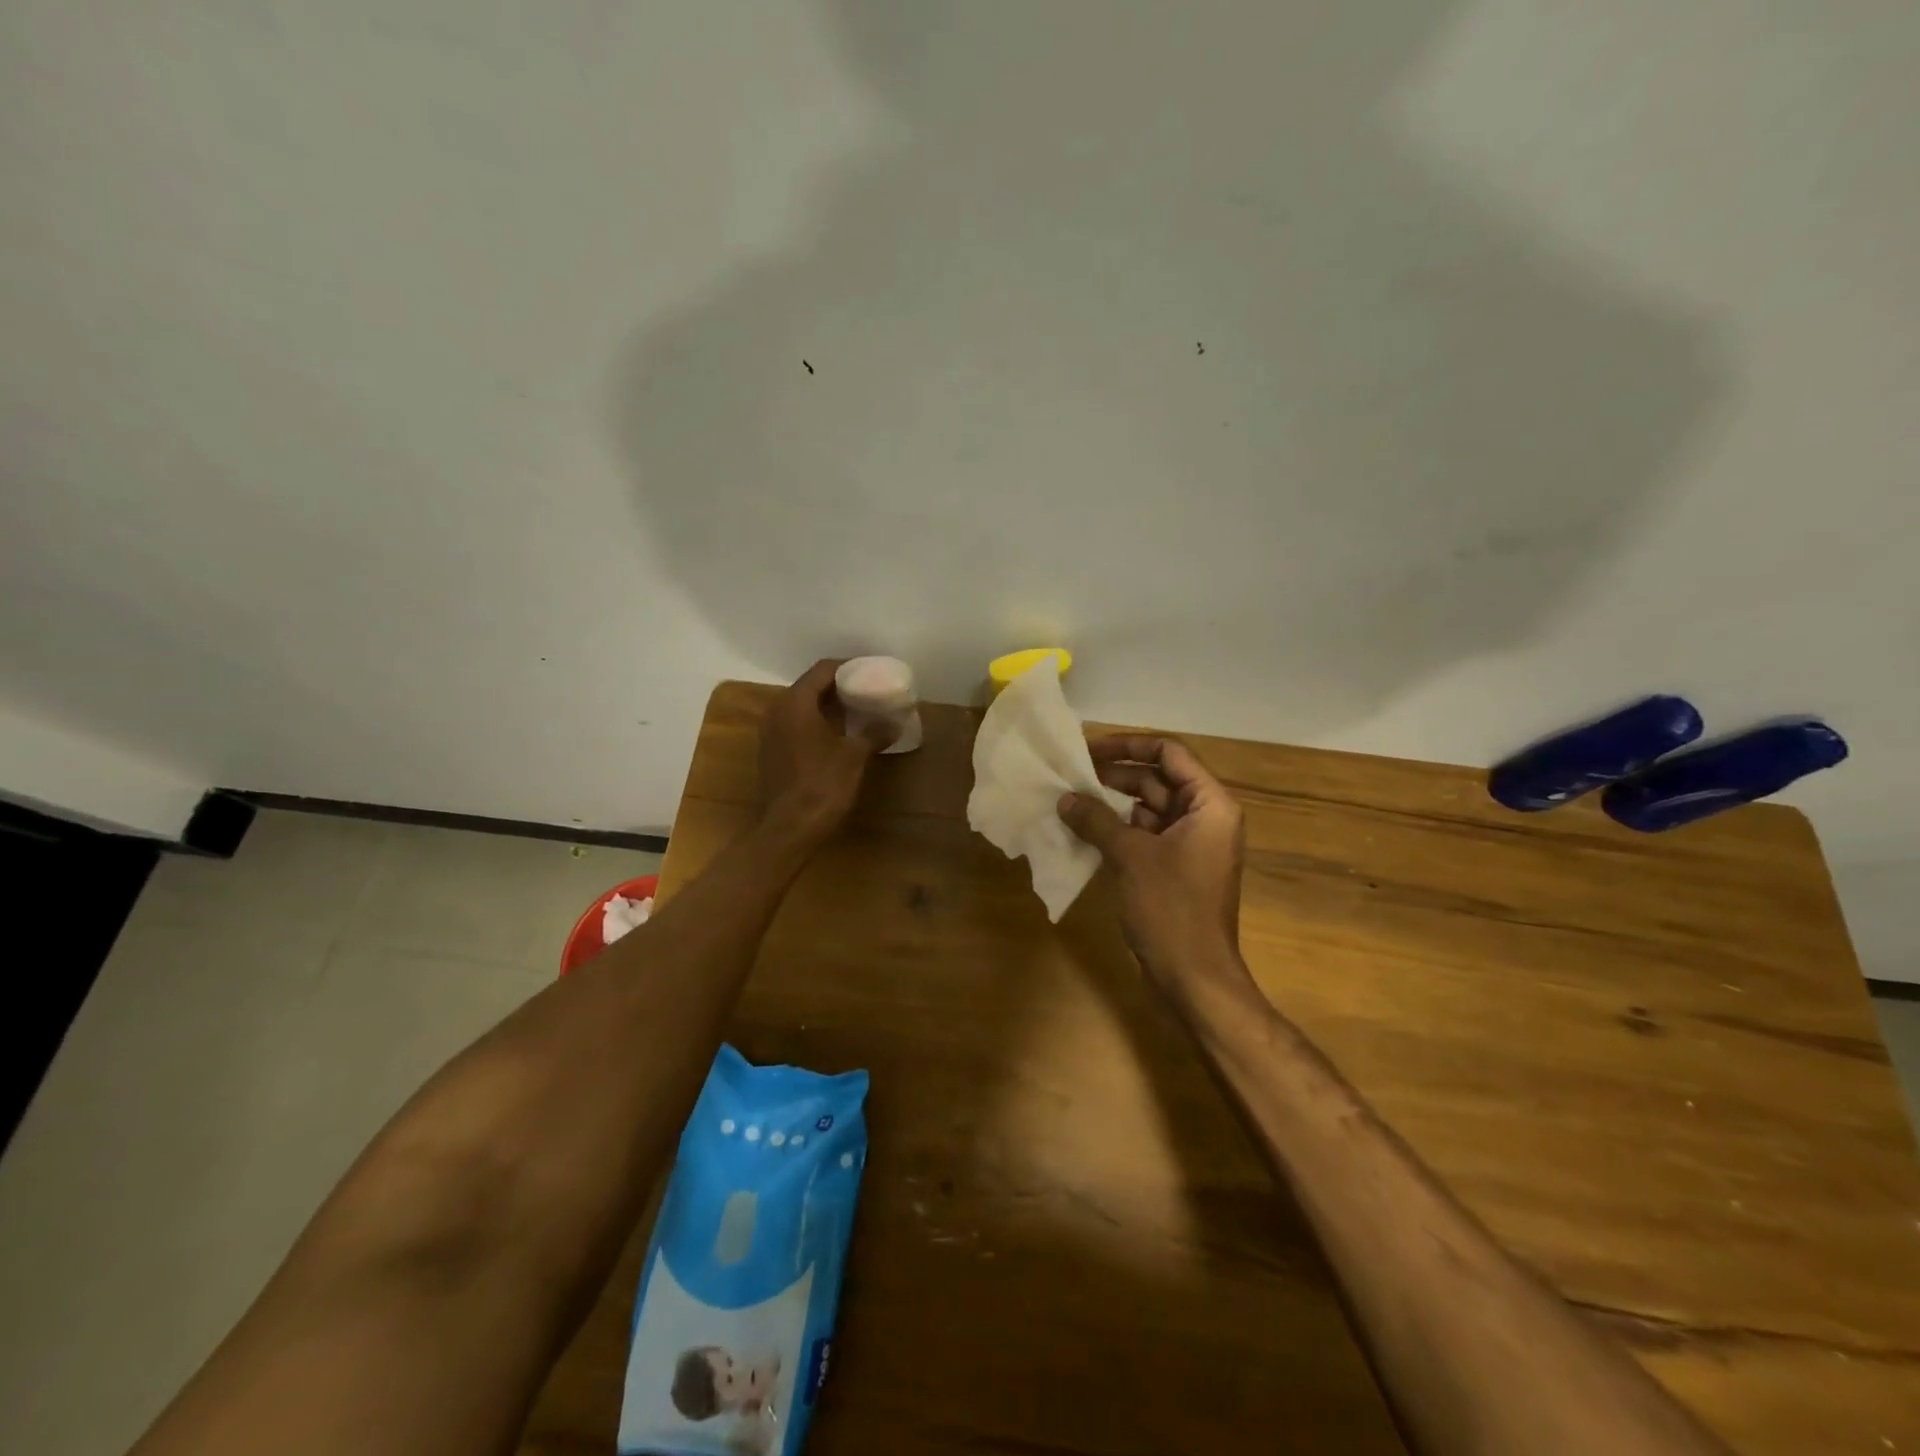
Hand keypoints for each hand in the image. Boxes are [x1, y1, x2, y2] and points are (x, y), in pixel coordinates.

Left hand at [758, 659, 892, 843]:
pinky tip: (840, 736)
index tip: (871, 671)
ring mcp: (771, 732)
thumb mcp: (854, 756)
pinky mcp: (772, 752)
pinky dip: (817, 724)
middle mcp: (777, 710)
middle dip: (839, 687)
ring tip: (858, 712)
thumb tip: (894, 723)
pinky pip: (797, 726)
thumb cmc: (821, 785)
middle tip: (868, 691)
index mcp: (795, 703)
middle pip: (811, 686)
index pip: (823, 670)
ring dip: (829, 707)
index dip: (848, 667)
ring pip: (802, 707)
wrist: (787, 829)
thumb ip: (873, 734)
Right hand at [1057, 736, 1248, 1001]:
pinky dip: (1116, 830)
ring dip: (1111, 804)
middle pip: (1157, 779)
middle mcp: (1204, 817)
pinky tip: (1082, 830)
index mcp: (1210, 804)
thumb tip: (1065, 799)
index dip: (1129, 745)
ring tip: (1069, 800)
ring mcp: (1190, 845)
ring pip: (1147, 808)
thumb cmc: (1171, 908)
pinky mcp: (1174, 868)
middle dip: (1114, 775)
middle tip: (1070, 774)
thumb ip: (1096, 820)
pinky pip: (1144, 835)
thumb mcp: (1130, 856)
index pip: (1169, 753)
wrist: (1194, 977)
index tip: (1089, 749)